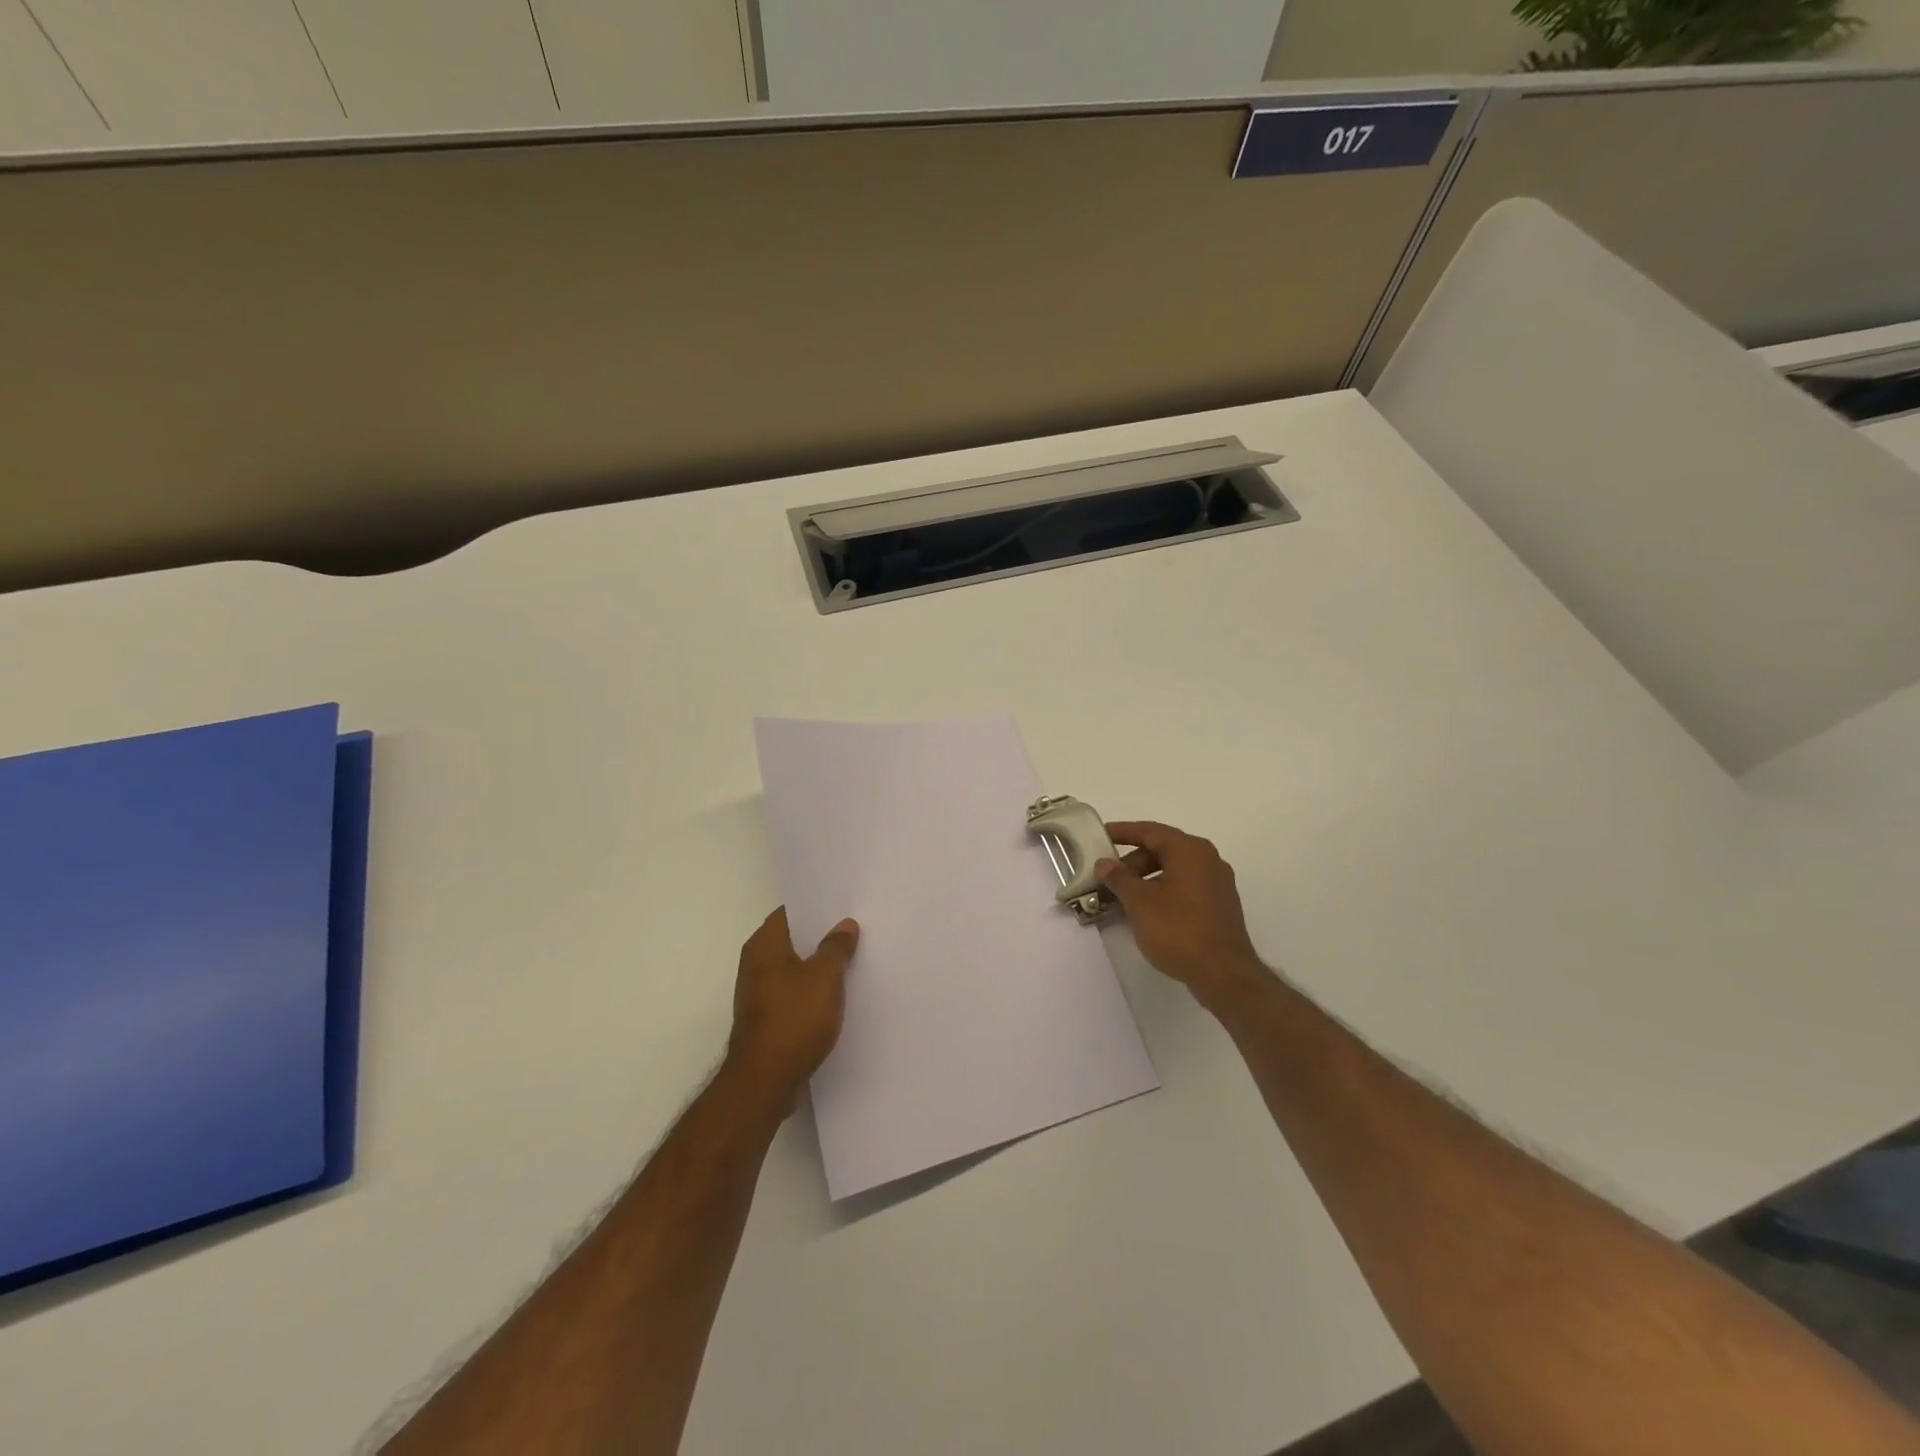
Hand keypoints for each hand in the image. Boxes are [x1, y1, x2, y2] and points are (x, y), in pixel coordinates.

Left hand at [728, 908, 859, 1110]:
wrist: (765, 1081)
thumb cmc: (794, 1018)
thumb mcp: (825, 976)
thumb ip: (836, 947)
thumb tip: (844, 924)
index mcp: (764, 945)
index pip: (790, 912)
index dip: (816, 907)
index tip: (843, 904)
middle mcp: (755, 964)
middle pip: (793, 940)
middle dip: (821, 936)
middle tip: (854, 929)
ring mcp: (759, 993)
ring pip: (795, 968)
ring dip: (818, 966)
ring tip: (852, 960)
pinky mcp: (767, 1019)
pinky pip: (794, 994)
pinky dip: (813, 991)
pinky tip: (838, 995)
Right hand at [1097, 821, 1266, 1010]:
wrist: (1223, 974)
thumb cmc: (1178, 930)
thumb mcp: (1139, 902)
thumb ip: (1118, 878)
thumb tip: (1105, 863)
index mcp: (1189, 850)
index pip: (1150, 831)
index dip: (1122, 832)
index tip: (1100, 835)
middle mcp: (1207, 859)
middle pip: (1162, 850)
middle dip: (1132, 862)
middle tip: (1108, 877)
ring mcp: (1217, 883)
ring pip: (1174, 870)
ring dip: (1146, 879)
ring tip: (1122, 898)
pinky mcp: (1219, 905)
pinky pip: (1185, 887)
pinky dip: (1163, 891)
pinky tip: (1146, 912)